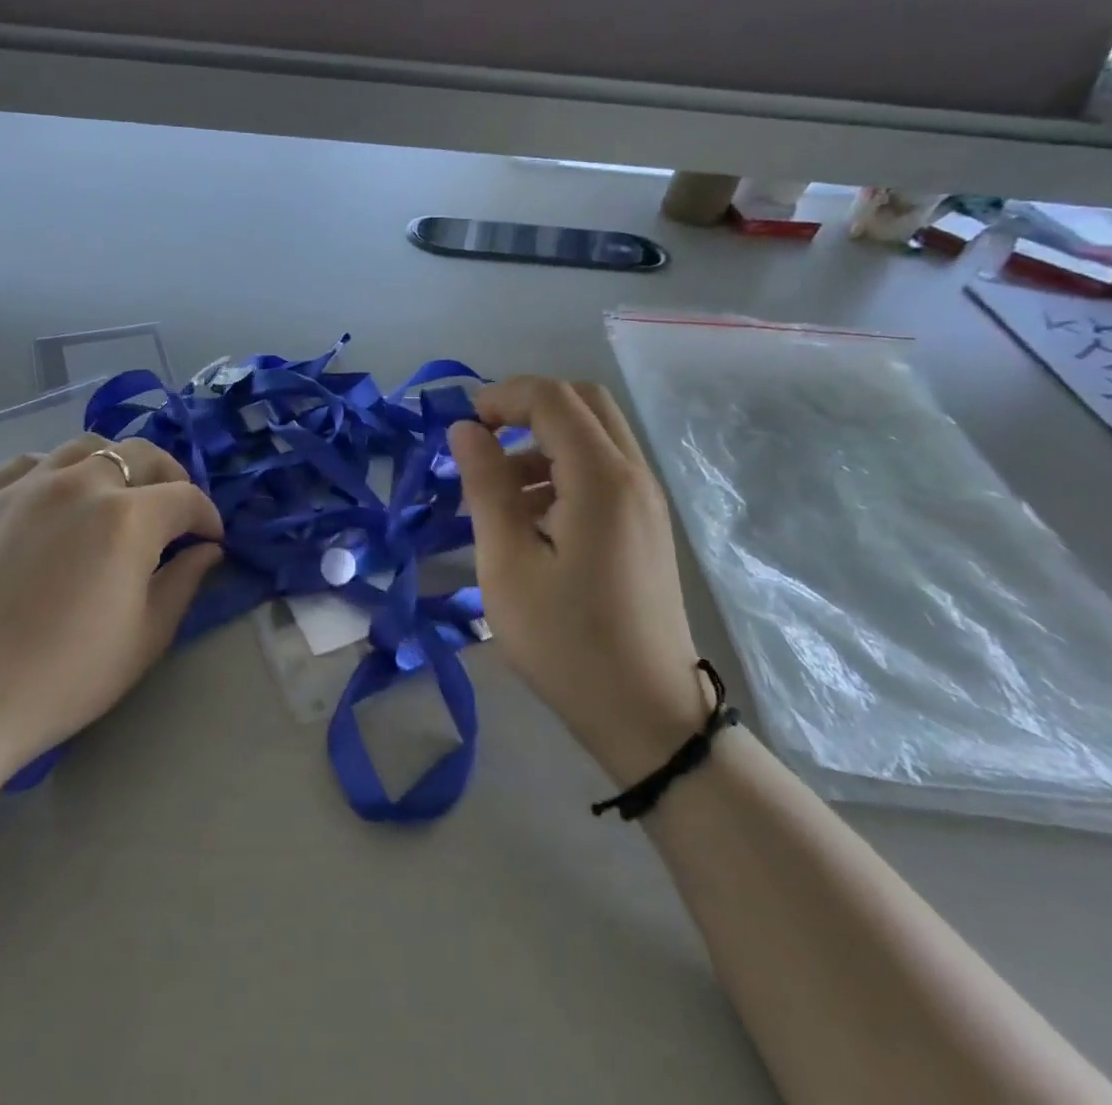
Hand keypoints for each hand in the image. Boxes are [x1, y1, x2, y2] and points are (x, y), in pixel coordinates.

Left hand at [0, 437, 222, 782]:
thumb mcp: (146, 637)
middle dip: (169, 478)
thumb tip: (207, 549)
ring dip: (114, 466)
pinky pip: (30, 464)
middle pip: (141, 454)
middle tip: (171, 512)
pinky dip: (55, 472)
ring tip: (114, 497)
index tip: (210, 539)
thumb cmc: (66, 676)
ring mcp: (26, 484)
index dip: (207, 516)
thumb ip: (184, 582)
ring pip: (85, 447)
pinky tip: (53, 501)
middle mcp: (81, 483)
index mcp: (129, 517)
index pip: (186, 498)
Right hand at [449, 377, 709, 784]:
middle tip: (483, 442)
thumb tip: (465, 430)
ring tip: (497, 490)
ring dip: (542, 440)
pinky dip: (562, 468)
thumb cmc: (566, 641)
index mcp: (601, 478)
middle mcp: (632, 475)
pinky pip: (603, 469)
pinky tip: (530, 518)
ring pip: (594, 434)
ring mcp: (645, 501)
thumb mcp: (507, 563)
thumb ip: (485, 486)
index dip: (502, 397)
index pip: (552, 398)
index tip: (463, 430)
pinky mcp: (645, 525)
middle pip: (582, 402)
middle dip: (526, 408)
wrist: (648, 715)